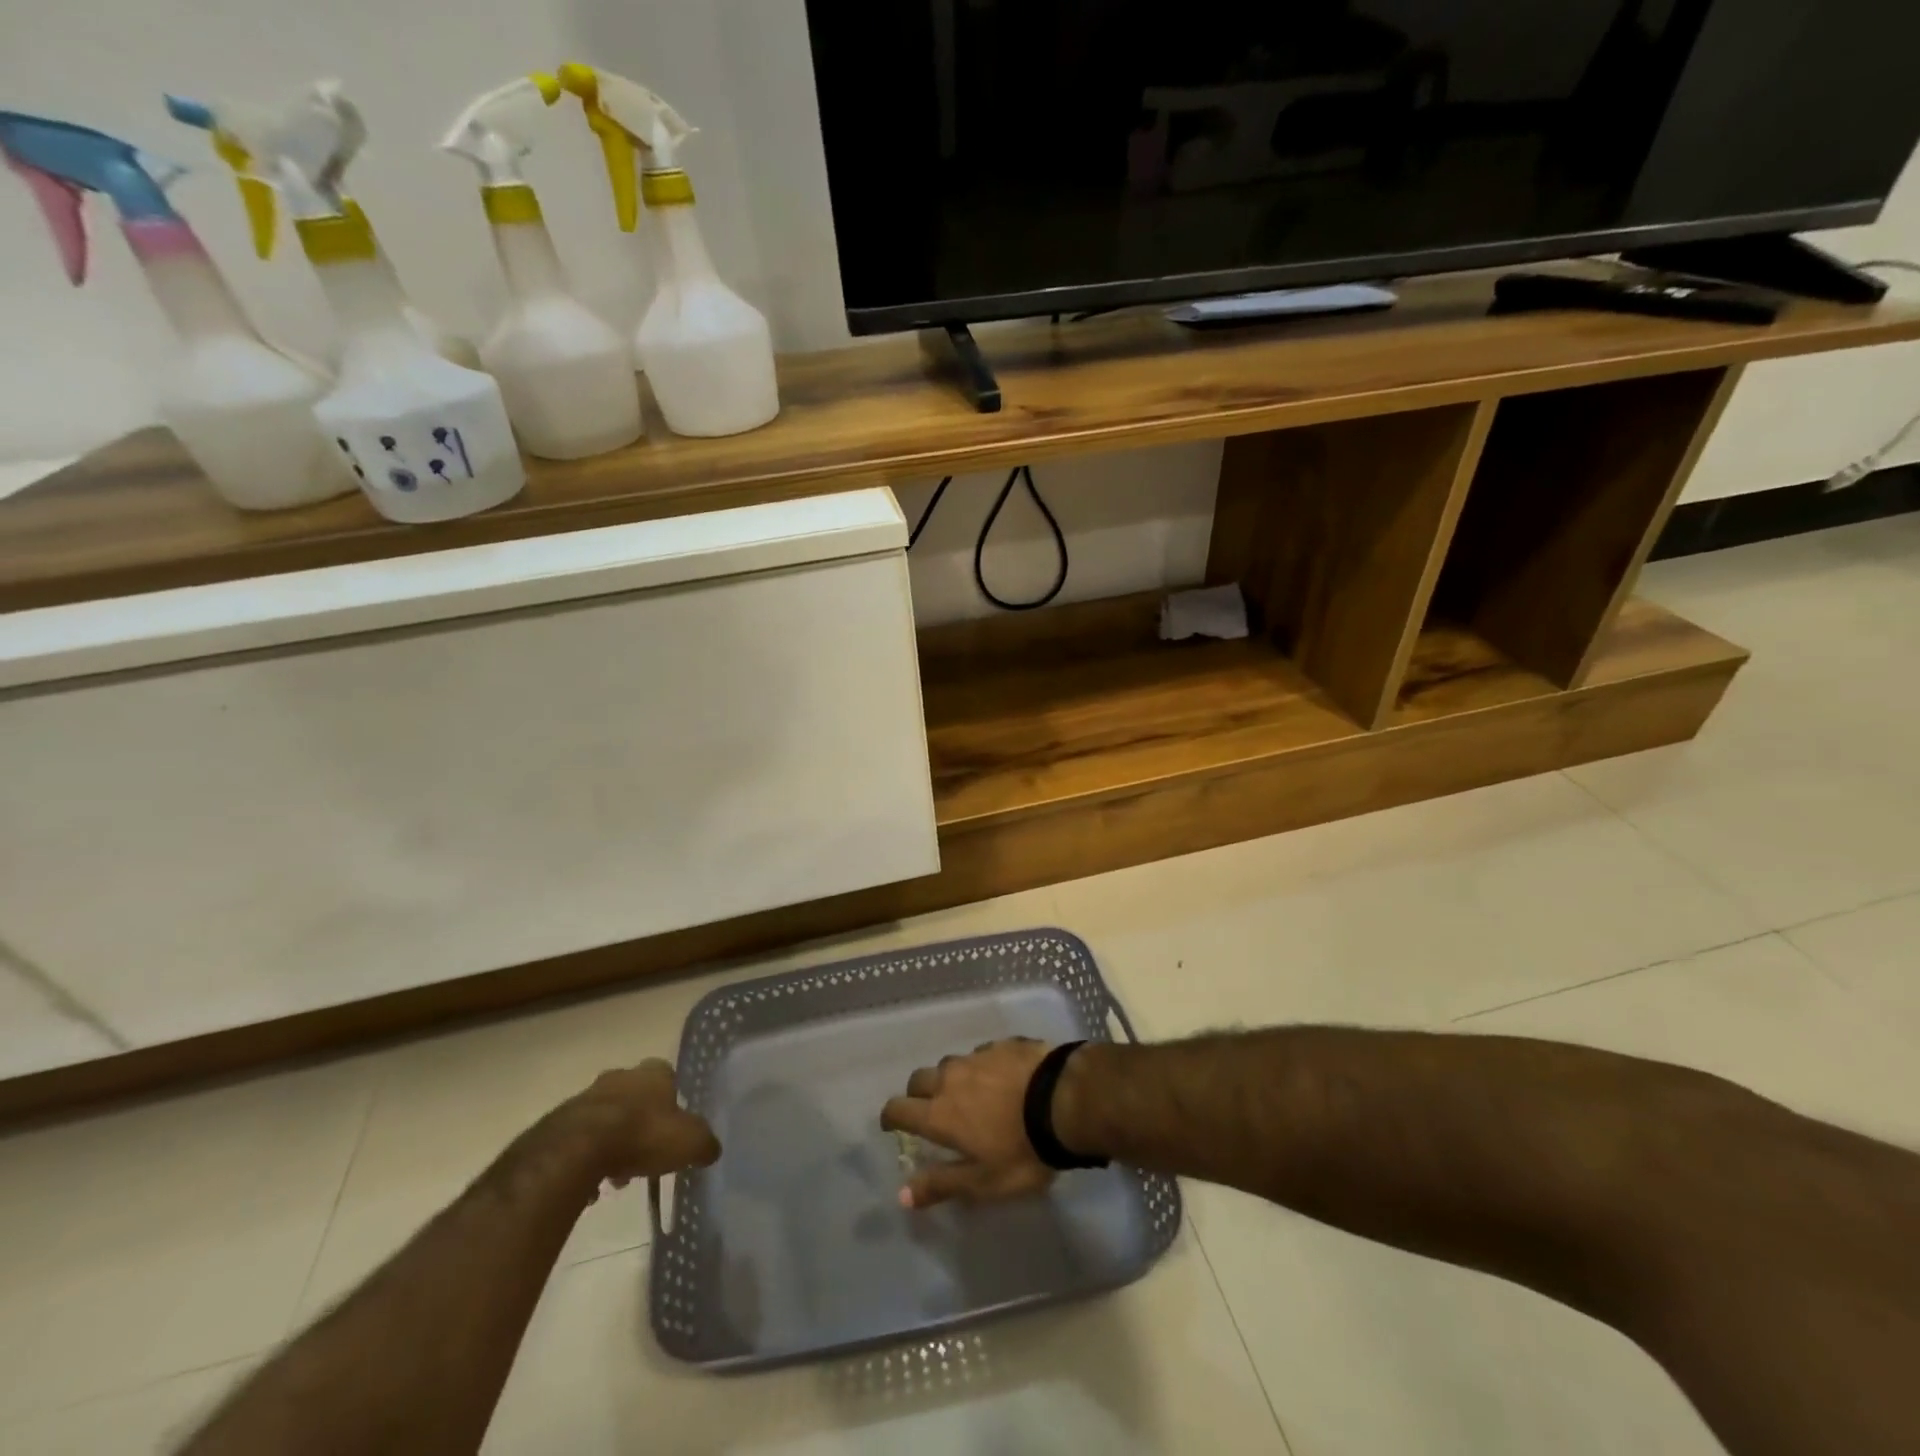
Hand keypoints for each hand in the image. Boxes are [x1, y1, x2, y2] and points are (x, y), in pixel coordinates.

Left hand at [565, 1060, 720, 1186]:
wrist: (578, 1149)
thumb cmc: (643, 1135)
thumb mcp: (690, 1142)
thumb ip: (705, 1143)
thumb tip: (711, 1149)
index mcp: (654, 1072)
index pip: (669, 1076)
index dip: (672, 1101)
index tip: (673, 1127)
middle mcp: (622, 1076)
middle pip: (636, 1097)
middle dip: (641, 1122)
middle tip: (646, 1153)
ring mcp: (588, 1096)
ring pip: (607, 1118)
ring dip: (614, 1142)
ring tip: (618, 1174)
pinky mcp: (560, 1122)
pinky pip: (581, 1139)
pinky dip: (588, 1158)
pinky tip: (592, 1184)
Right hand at [881, 1038, 1055, 1208]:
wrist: (1063, 1100)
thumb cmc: (1022, 1150)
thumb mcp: (983, 1182)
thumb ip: (942, 1185)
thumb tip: (901, 1194)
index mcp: (940, 1113)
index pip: (899, 1108)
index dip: (891, 1116)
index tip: (892, 1125)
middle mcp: (951, 1078)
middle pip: (920, 1078)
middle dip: (918, 1093)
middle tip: (931, 1110)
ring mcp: (978, 1056)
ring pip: (951, 1063)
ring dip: (952, 1078)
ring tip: (970, 1094)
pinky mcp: (1004, 1044)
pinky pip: (983, 1054)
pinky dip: (983, 1067)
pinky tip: (1002, 1078)